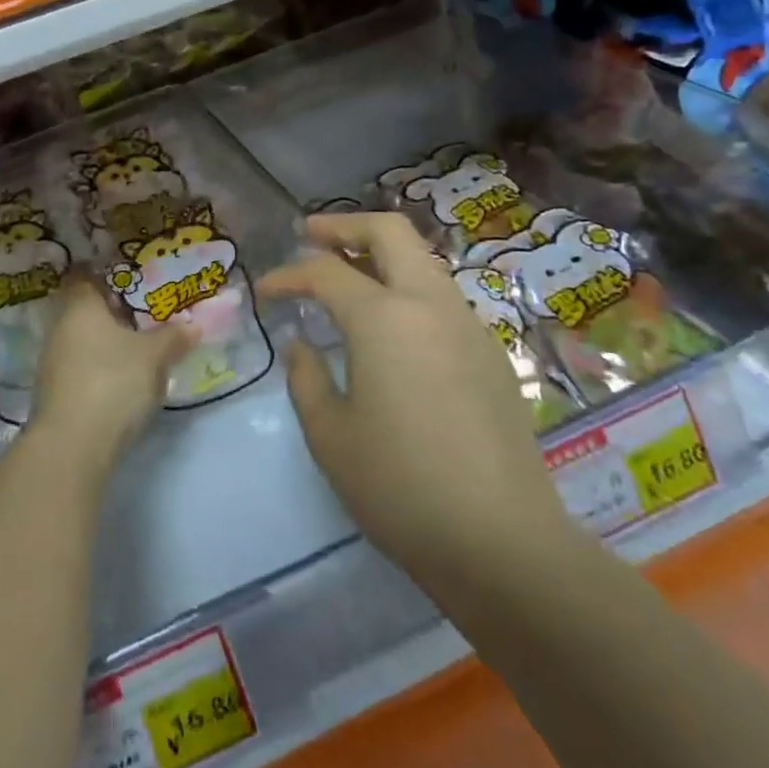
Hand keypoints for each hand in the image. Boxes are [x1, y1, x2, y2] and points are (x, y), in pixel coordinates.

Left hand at [28, 276, 194, 476]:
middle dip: (113, 308)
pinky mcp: (57, 391)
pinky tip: (125, 374)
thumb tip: (193, 325)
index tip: (133, 274)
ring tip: (141, 341)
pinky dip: (101, 363)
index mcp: (80, 305)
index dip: (107, 271)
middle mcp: (60, 326)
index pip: (85, 274)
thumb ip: (173, 336)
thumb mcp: (154, 356)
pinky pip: (82, 364)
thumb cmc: (113, 381)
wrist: (73, 445)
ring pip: (84, 337)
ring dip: (108, 338)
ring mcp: (53, 360)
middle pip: (85, 307)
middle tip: (147, 308)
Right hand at [258, 213, 572, 589]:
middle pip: (390, 231)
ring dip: (380, 255)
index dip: (288, 275)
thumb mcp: (330, 436)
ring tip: (347, 278)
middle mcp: (430, 304)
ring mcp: (468, 325)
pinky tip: (391, 329)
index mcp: (384, 318)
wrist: (503, 542)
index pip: (325, 271)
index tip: (265, 291)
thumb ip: (306, 379)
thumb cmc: (401, 487)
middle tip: (310, 236)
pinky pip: (441, 297)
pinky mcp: (490, 353)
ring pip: (422, 261)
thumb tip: (301, 346)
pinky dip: (407, 289)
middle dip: (345, 225)